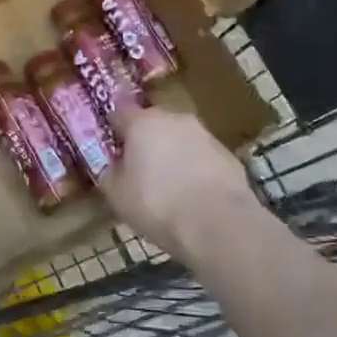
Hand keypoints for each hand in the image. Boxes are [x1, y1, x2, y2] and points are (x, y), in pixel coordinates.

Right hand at [101, 105, 257, 257]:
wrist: (219, 224)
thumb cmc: (157, 204)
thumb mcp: (116, 194)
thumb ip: (109, 172)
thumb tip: (112, 165)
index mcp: (142, 122)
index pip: (118, 112)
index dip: (111, 127)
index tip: (108, 145)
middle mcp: (174, 118)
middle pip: (152, 122)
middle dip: (144, 140)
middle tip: (137, 167)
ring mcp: (205, 134)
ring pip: (179, 138)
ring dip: (171, 153)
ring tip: (167, 185)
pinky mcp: (228, 154)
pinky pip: (201, 157)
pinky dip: (194, 169)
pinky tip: (192, 195)